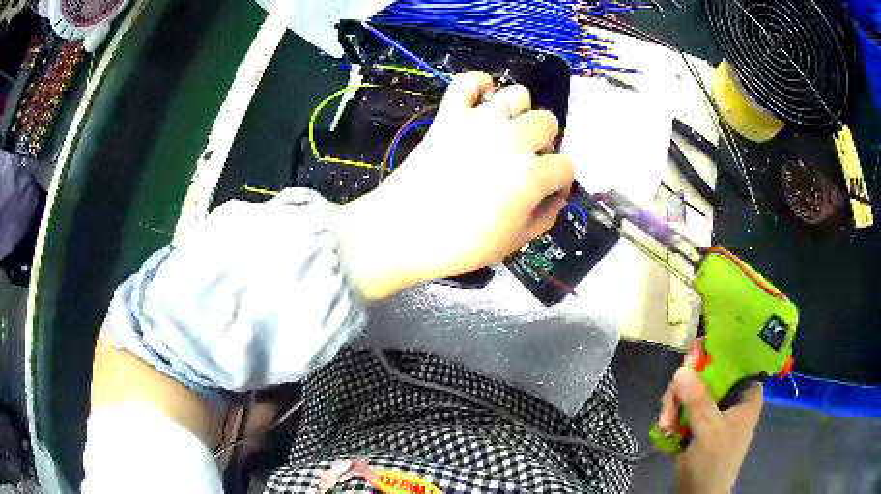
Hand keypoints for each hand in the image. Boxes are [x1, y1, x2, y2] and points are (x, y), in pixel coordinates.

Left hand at [337, 72, 573, 298]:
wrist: (402, 232)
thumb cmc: (459, 245)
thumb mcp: (513, 242)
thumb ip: (545, 217)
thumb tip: (557, 195)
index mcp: (531, 175)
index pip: (566, 166)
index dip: (560, 180)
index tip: (548, 189)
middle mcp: (512, 139)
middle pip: (547, 122)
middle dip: (544, 141)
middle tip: (527, 159)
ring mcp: (479, 122)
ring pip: (518, 94)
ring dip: (519, 111)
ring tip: (507, 130)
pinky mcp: (450, 115)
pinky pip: (467, 82)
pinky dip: (478, 84)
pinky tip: (481, 98)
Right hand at [658, 342, 762, 493]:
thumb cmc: (714, 463)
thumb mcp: (709, 431)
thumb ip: (698, 401)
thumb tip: (682, 370)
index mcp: (745, 392)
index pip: (736, 358)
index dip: (717, 349)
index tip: (694, 353)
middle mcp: (730, 395)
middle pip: (707, 371)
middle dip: (684, 386)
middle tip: (671, 398)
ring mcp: (712, 407)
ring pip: (689, 387)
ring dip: (673, 404)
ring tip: (665, 424)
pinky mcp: (695, 419)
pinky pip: (680, 403)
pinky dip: (670, 414)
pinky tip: (665, 428)